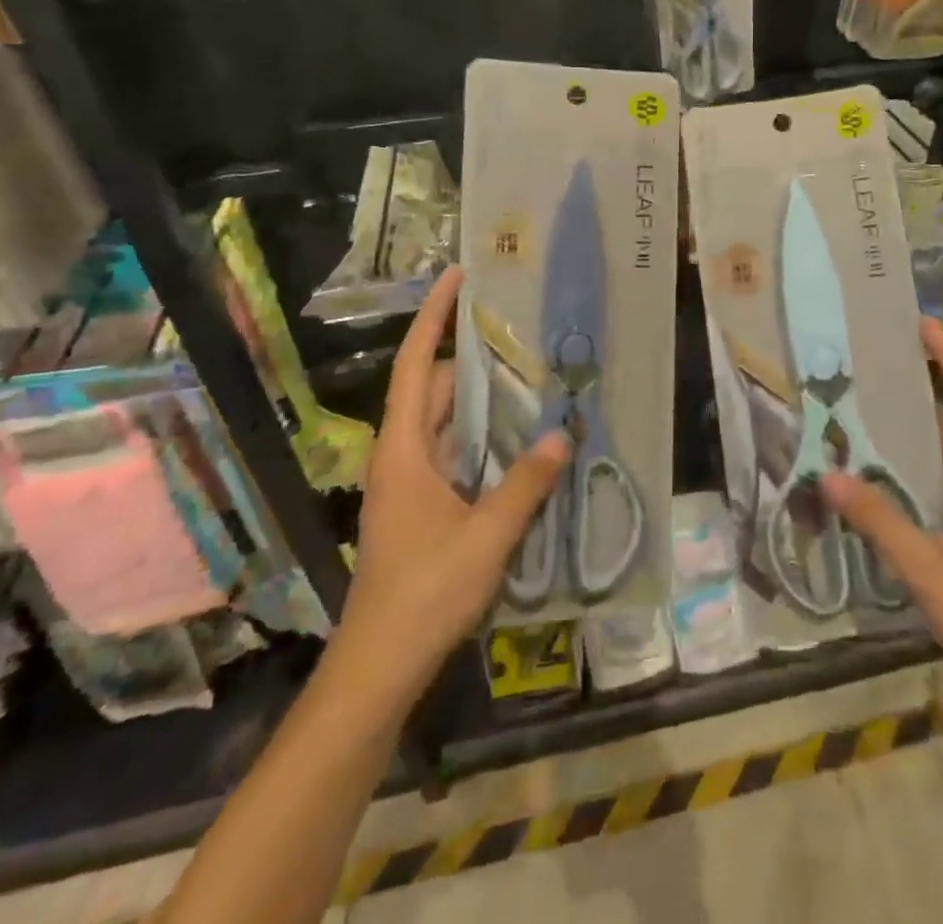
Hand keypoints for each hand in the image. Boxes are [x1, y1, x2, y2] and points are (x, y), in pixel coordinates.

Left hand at [329, 266, 568, 710]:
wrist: (379, 665)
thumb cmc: (425, 592)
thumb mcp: (486, 536)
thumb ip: (525, 484)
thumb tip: (562, 434)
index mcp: (404, 448)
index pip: (418, 364)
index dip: (434, 317)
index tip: (456, 276)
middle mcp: (402, 454)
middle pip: (436, 388)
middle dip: (475, 358)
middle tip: (523, 335)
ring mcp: (409, 481)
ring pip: (447, 422)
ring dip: (483, 402)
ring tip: (532, 381)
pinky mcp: (421, 505)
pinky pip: (454, 452)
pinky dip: (483, 438)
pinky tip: (520, 443)